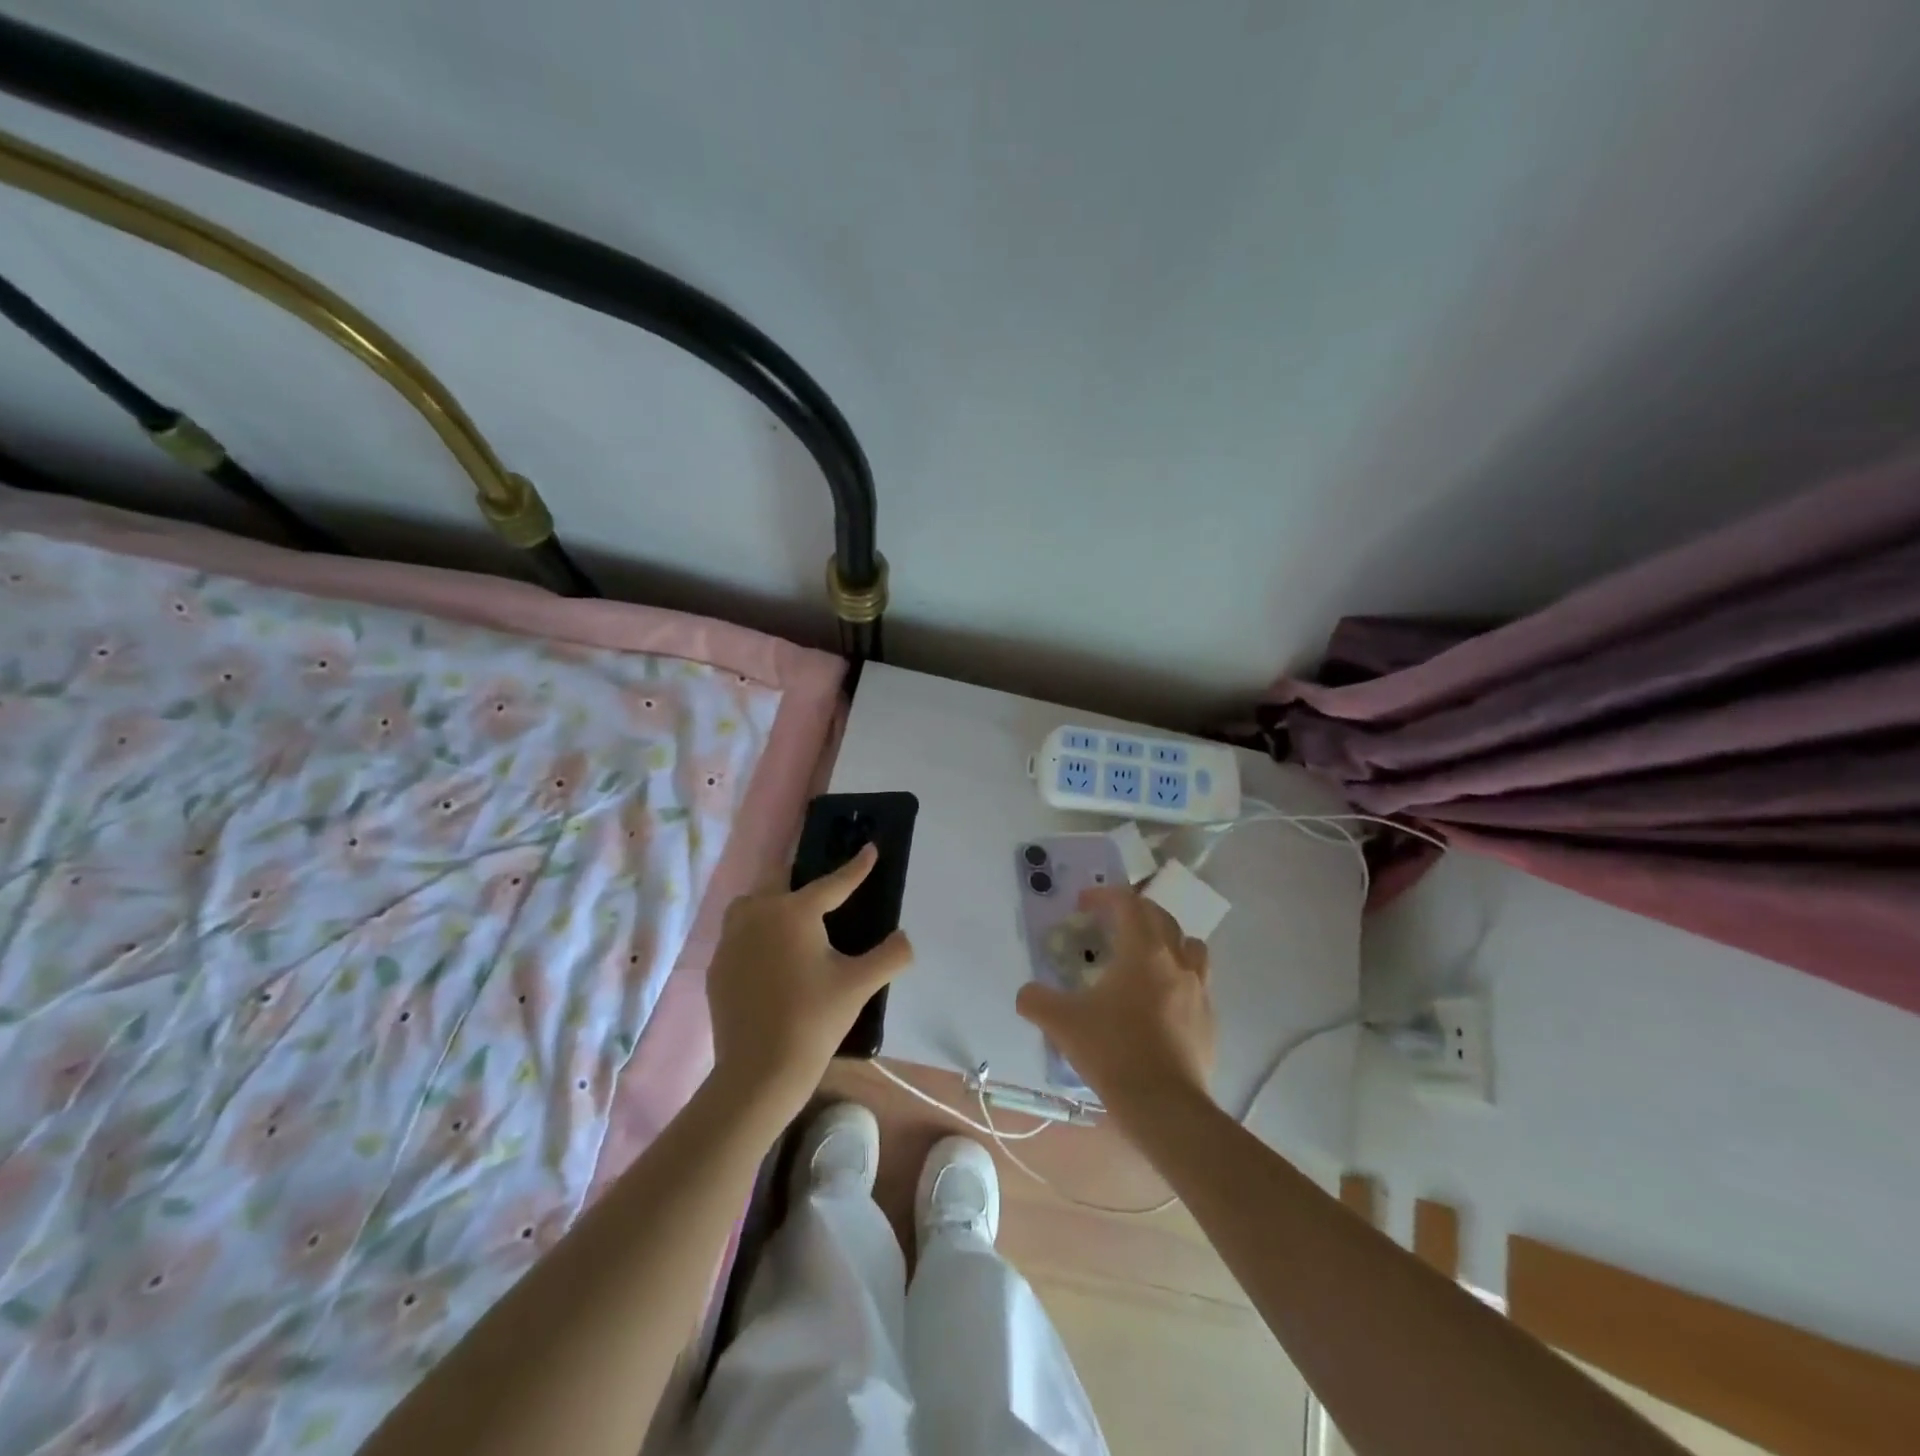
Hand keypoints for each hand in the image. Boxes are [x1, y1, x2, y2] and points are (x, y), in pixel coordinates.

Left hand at [705, 844, 913, 1125]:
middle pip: (780, 879)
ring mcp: (731, 940)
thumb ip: (890, 955)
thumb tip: (905, 938)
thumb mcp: (859, 985)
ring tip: (791, 916)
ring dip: (771, 900)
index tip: (870, 849)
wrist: (759, 1071)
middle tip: (821, 886)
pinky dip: (755, 932)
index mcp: (794, 912)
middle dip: (801, 875)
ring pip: (751, 903)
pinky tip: (769, 954)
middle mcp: (758, 914)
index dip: (856, 867)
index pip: (833, 882)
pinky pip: (737, 933)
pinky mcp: (717, 965)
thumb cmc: (813, 1020)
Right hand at [1015, 886, 1215, 1122]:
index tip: (1084, 903)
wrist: (1164, 1105)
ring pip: (1190, 946)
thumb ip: (1036, 1001)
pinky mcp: (1209, 1020)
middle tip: (1111, 922)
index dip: (1105, 896)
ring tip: (1146, 956)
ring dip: (1168, 940)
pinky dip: (1180, 978)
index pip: (1129, 904)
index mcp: (1142, 951)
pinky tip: (1160, 1001)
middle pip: (1161, 918)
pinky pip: (1198, 983)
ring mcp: (1199, 990)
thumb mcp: (1062, 1023)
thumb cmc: (1113, 1051)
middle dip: (1135, 911)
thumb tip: (1026, 994)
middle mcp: (1176, 961)